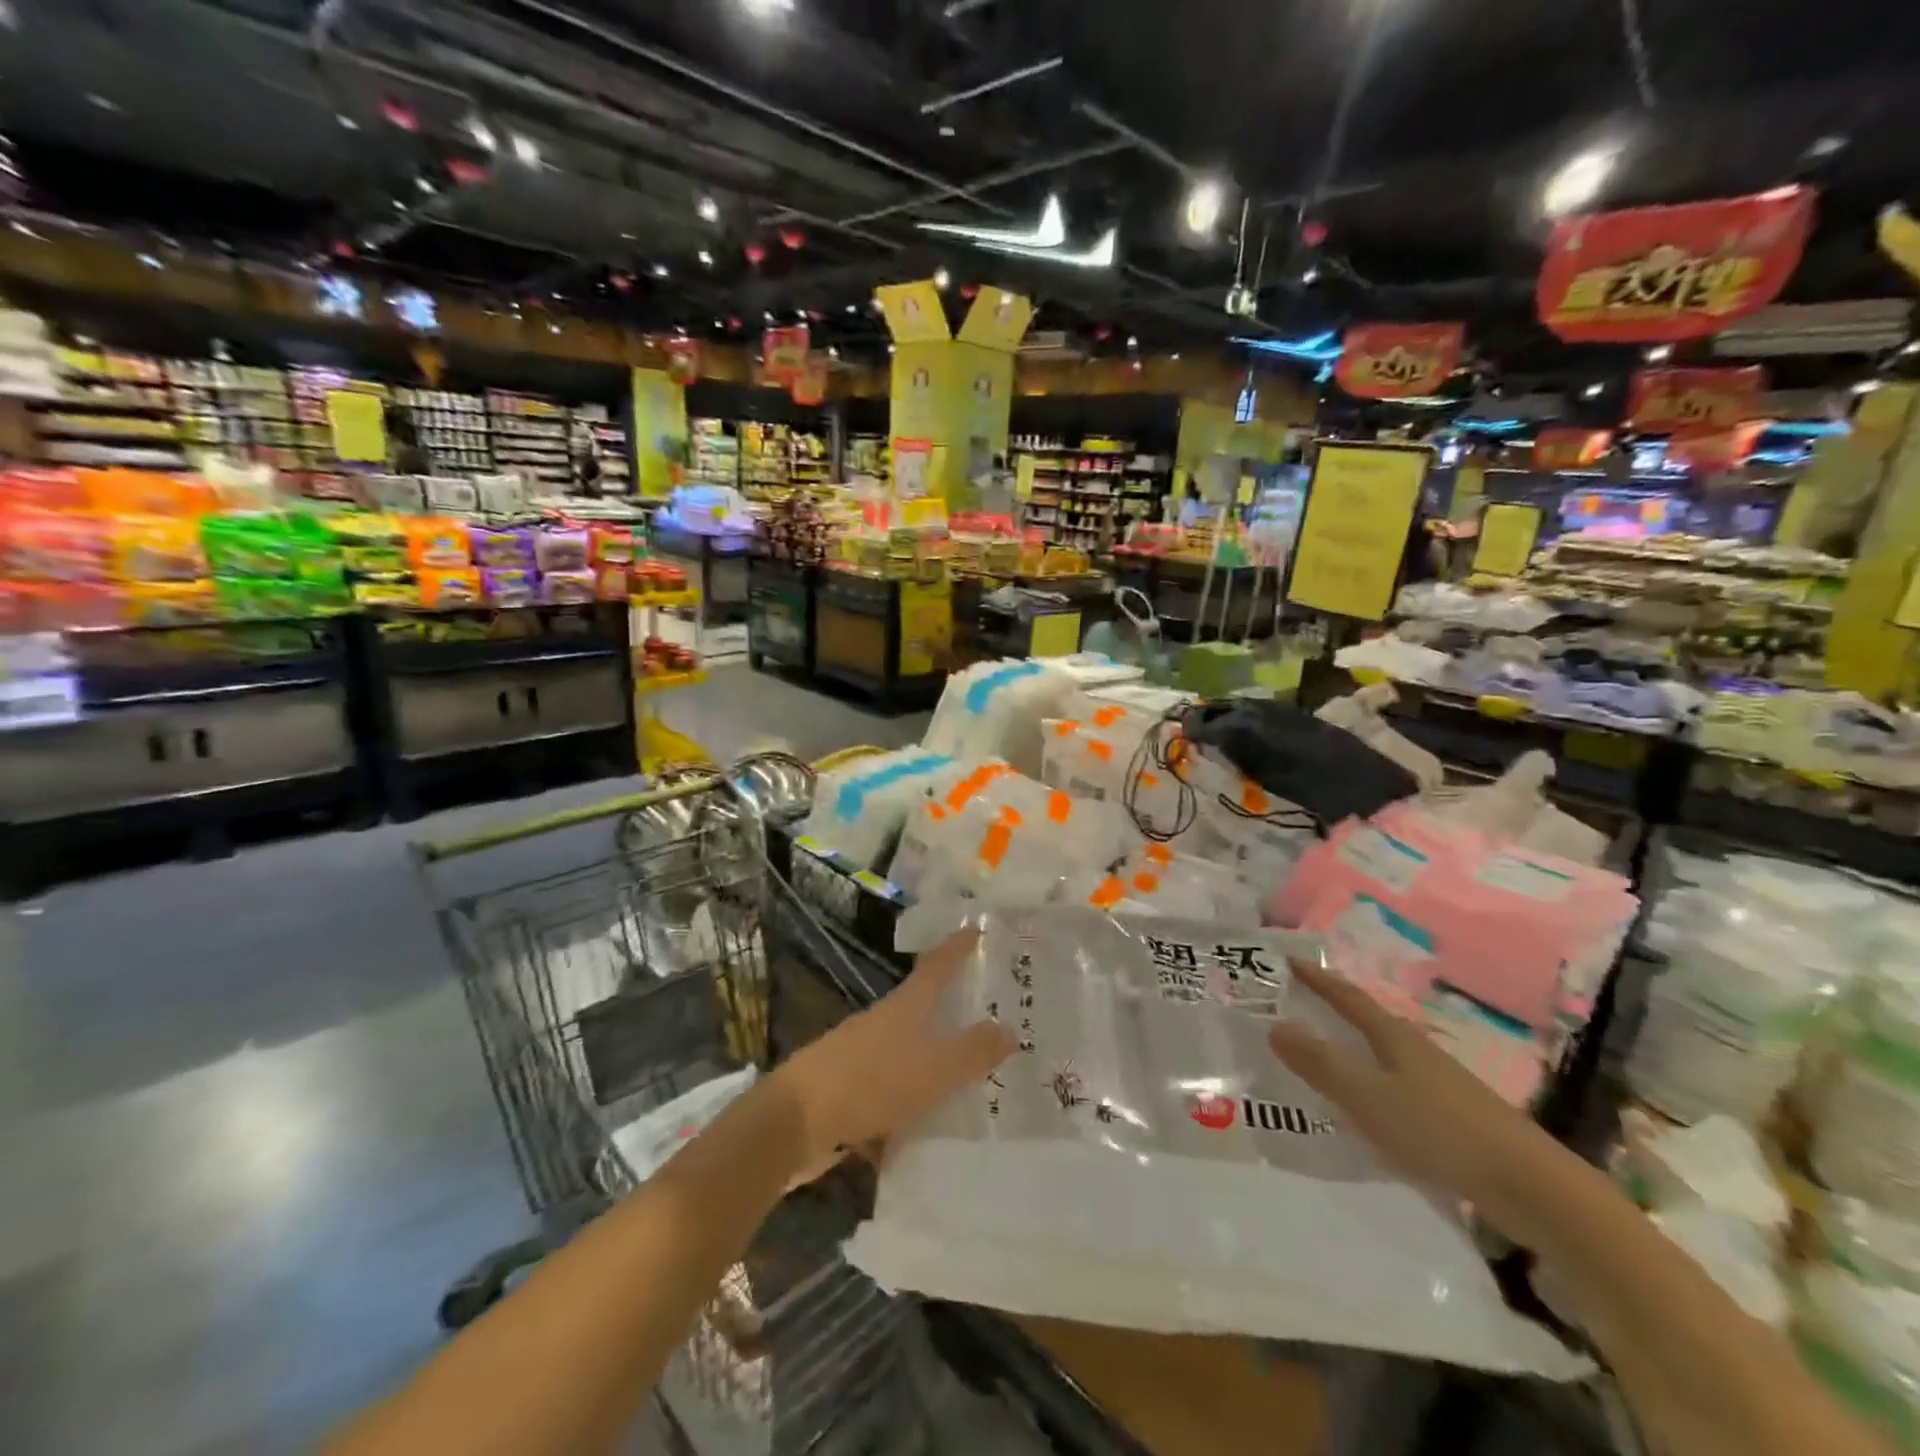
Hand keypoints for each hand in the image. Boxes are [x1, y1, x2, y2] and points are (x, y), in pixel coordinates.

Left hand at [773, 929, 1012, 1176]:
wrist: (794, 1120)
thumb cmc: (870, 1082)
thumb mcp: (932, 1069)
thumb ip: (973, 1052)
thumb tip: (1011, 1029)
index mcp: (905, 1006)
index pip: (938, 965)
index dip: (958, 946)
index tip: (977, 928)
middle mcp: (884, 1021)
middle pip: (922, 1003)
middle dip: (952, 1005)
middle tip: (990, 1011)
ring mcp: (862, 1052)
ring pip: (908, 1046)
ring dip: (934, 1054)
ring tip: (968, 1072)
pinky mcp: (849, 1085)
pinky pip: (892, 1083)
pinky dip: (913, 1093)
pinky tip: (929, 1120)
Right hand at [1266, 959, 1569, 1244]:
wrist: (1530, 1186)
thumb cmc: (1439, 1129)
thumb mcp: (1368, 1095)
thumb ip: (1321, 1063)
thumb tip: (1275, 1025)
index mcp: (1394, 1036)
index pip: (1347, 997)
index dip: (1318, 979)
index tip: (1289, 961)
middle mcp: (1415, 1050)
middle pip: (1367, 1021)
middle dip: (1331, 1011)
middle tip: (1294, 1006)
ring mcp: (1438, 1083)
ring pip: (1383, 1055)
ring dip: (1351, 1049)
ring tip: (1320, 1055)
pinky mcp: (1452, 1116)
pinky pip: (1396, 1086)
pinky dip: (1371, 1083)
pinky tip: (1364, 1107)